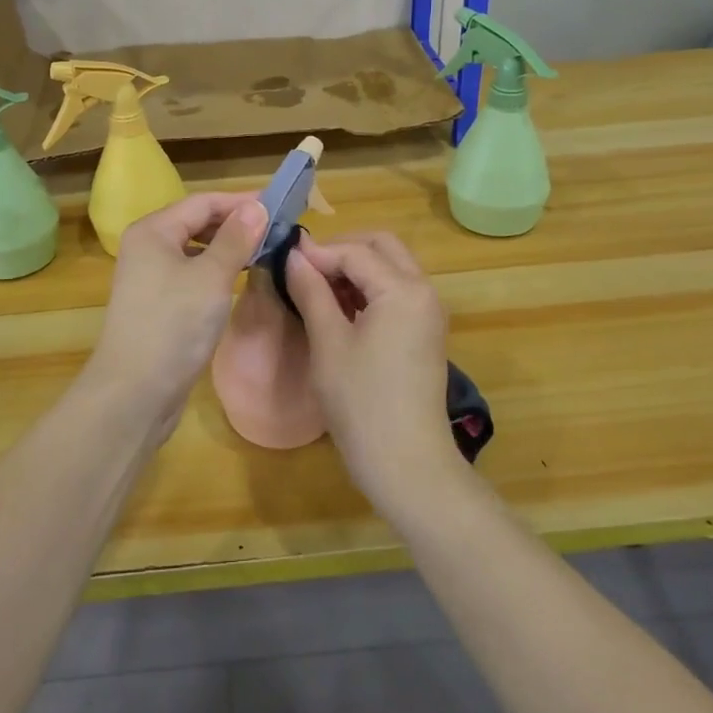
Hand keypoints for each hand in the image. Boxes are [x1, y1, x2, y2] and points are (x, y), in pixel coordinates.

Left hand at [84, 192, 265, 435]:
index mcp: (153, 231)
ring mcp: (150, 277)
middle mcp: (147, 247)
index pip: (203, 202)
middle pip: (197, 223)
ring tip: (265, 252)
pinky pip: (192, 274)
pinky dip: (217, 271)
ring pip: (196, 250)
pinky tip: (239, 279)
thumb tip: (257, 207)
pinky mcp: (158, 304)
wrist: (134, 392)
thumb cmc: (173, 326)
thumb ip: (236, 239)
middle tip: (277, 231)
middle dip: (236, 224)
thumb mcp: (212, 277)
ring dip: (228, 248)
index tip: (279, 207)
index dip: (241, 202)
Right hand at [283, 231, 463, 512]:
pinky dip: (369, 289)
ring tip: (316, 288)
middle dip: (342, 249)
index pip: (355, 252)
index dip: (317, 252)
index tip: (283, 258)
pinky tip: (339, 308)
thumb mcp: (329, 343)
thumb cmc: (362, 402)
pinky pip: (397, 292)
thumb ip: (311, 292)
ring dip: (356, 268)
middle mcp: (424, 291)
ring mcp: (428, 313)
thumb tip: (293, 256)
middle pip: (382, 247)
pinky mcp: (425, 333)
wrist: (407, 464)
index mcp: (403, 289)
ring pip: (391, 268)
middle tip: (304, 268)